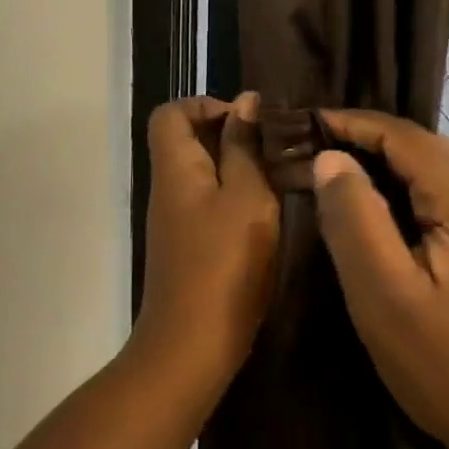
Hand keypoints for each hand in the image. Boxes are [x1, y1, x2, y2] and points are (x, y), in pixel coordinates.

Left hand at [131, 94, 279, 401]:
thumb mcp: (247, 198)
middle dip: (231, 135)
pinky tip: (267, 213)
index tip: (249, 121)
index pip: (171, 112)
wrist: (191, 347)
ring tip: (279, 177)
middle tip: (275, 149)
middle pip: (188, 139)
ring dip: (238, 166)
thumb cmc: (224, 265)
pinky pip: (208, 201)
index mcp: (175, 167)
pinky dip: (235, 196)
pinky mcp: (188, 244)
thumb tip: (245, 101)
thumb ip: (246, 148)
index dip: (207, 105)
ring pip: (202, 171)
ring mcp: (175, 218)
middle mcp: (168, 186)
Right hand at [308, 110, 448, 448]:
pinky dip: (415, 193)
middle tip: (314, 148)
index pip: (403, 134)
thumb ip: (356, 219)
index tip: (304, 122)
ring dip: (392, 166)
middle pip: (426, 147)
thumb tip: (330, 159)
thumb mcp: (387, 296)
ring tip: (342, 176)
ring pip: (442, 173)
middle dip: (369, 140)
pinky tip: (391, 217)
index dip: (352, 122)